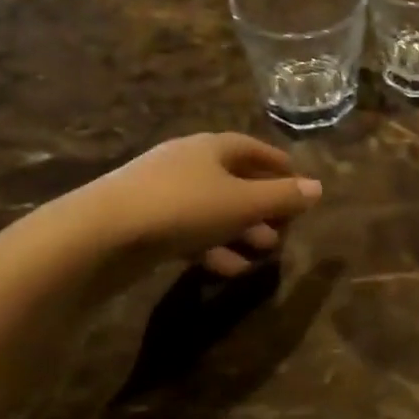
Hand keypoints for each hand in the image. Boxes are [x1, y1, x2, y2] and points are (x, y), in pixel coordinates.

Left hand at [68, 134, 322, 275]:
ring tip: (262, 254)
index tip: (299, 183)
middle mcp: (187, 163)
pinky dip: (212, 248)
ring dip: (240, 231)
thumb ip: (282, 197)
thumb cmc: (182, 208)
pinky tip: (227, 270)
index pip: (253, 148)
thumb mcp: (242, 203)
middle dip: (262, 205)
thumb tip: (318, 188)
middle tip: (284, 228)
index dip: (279, 165)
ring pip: (213, 210)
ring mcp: (162, 193)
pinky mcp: (145, 223)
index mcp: (210, 148)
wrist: (100, 235)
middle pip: (234, 180)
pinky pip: (190, 232)